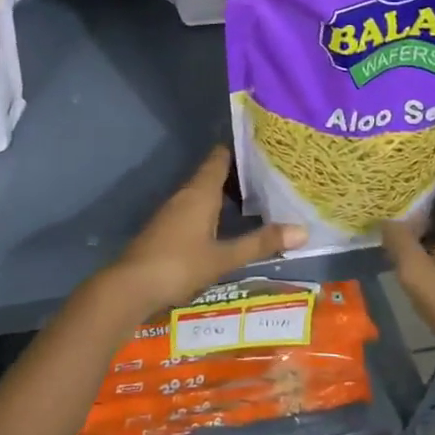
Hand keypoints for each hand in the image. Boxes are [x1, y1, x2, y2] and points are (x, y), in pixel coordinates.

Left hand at [99, 147, 304, 316]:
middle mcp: (185, 195)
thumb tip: (304, 231)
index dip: (241, 151)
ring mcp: (173, 211)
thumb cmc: (179, 265)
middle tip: (271, 177)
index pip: (220, 158)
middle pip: (213, 174)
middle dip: (239, 175)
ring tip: (256, 200)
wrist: (131, 286)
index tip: (265, 149)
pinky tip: (226, 225)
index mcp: (200, 192)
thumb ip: (260, 243)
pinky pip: (195, 209)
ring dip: (226, 194)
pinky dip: (213, 210)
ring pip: (203, 193)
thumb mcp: (224, 257)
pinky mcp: (166, 228)